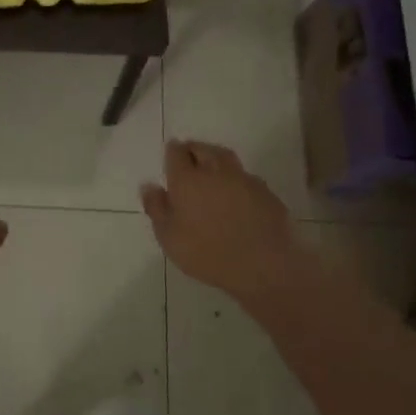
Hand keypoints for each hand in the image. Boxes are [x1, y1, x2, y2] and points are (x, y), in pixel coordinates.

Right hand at [141, 140, 311, 304]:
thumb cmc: (207, 253)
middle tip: (189, 158)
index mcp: (188, 180)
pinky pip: (245, 177)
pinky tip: (236, 195)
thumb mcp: (169, 237)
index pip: (176, 153)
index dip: (173, 152)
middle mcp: (216, 172)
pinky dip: (236, 180)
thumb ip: (156, 208)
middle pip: (203, 149)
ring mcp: (244, 180)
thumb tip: (149, 186)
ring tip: (211, 172)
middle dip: (194, 150)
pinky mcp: (266, 192)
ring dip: (216, 159)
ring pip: (226, 159)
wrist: (263, 265)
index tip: (171, 156)